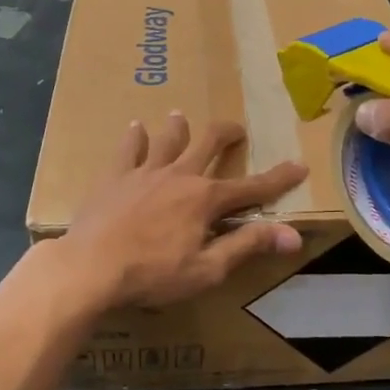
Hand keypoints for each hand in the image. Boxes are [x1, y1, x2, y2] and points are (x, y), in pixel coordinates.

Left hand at [53, 113, 306, 309]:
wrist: (90, 267)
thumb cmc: (152, 273)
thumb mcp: (208, 269)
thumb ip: (247, 246)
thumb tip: (293, 235)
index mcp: (205, 199)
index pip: (251, 188)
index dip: (278, 178)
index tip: (299, 165)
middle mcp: (179, 175)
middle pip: (208, 144)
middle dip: (226, 134)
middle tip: (236, 129)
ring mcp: (144, 172)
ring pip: (167, 139)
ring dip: (178, 127)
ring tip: (181, 115)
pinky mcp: (114, 176)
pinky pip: (127, 149)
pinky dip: (134, 137)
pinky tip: (134, 127)